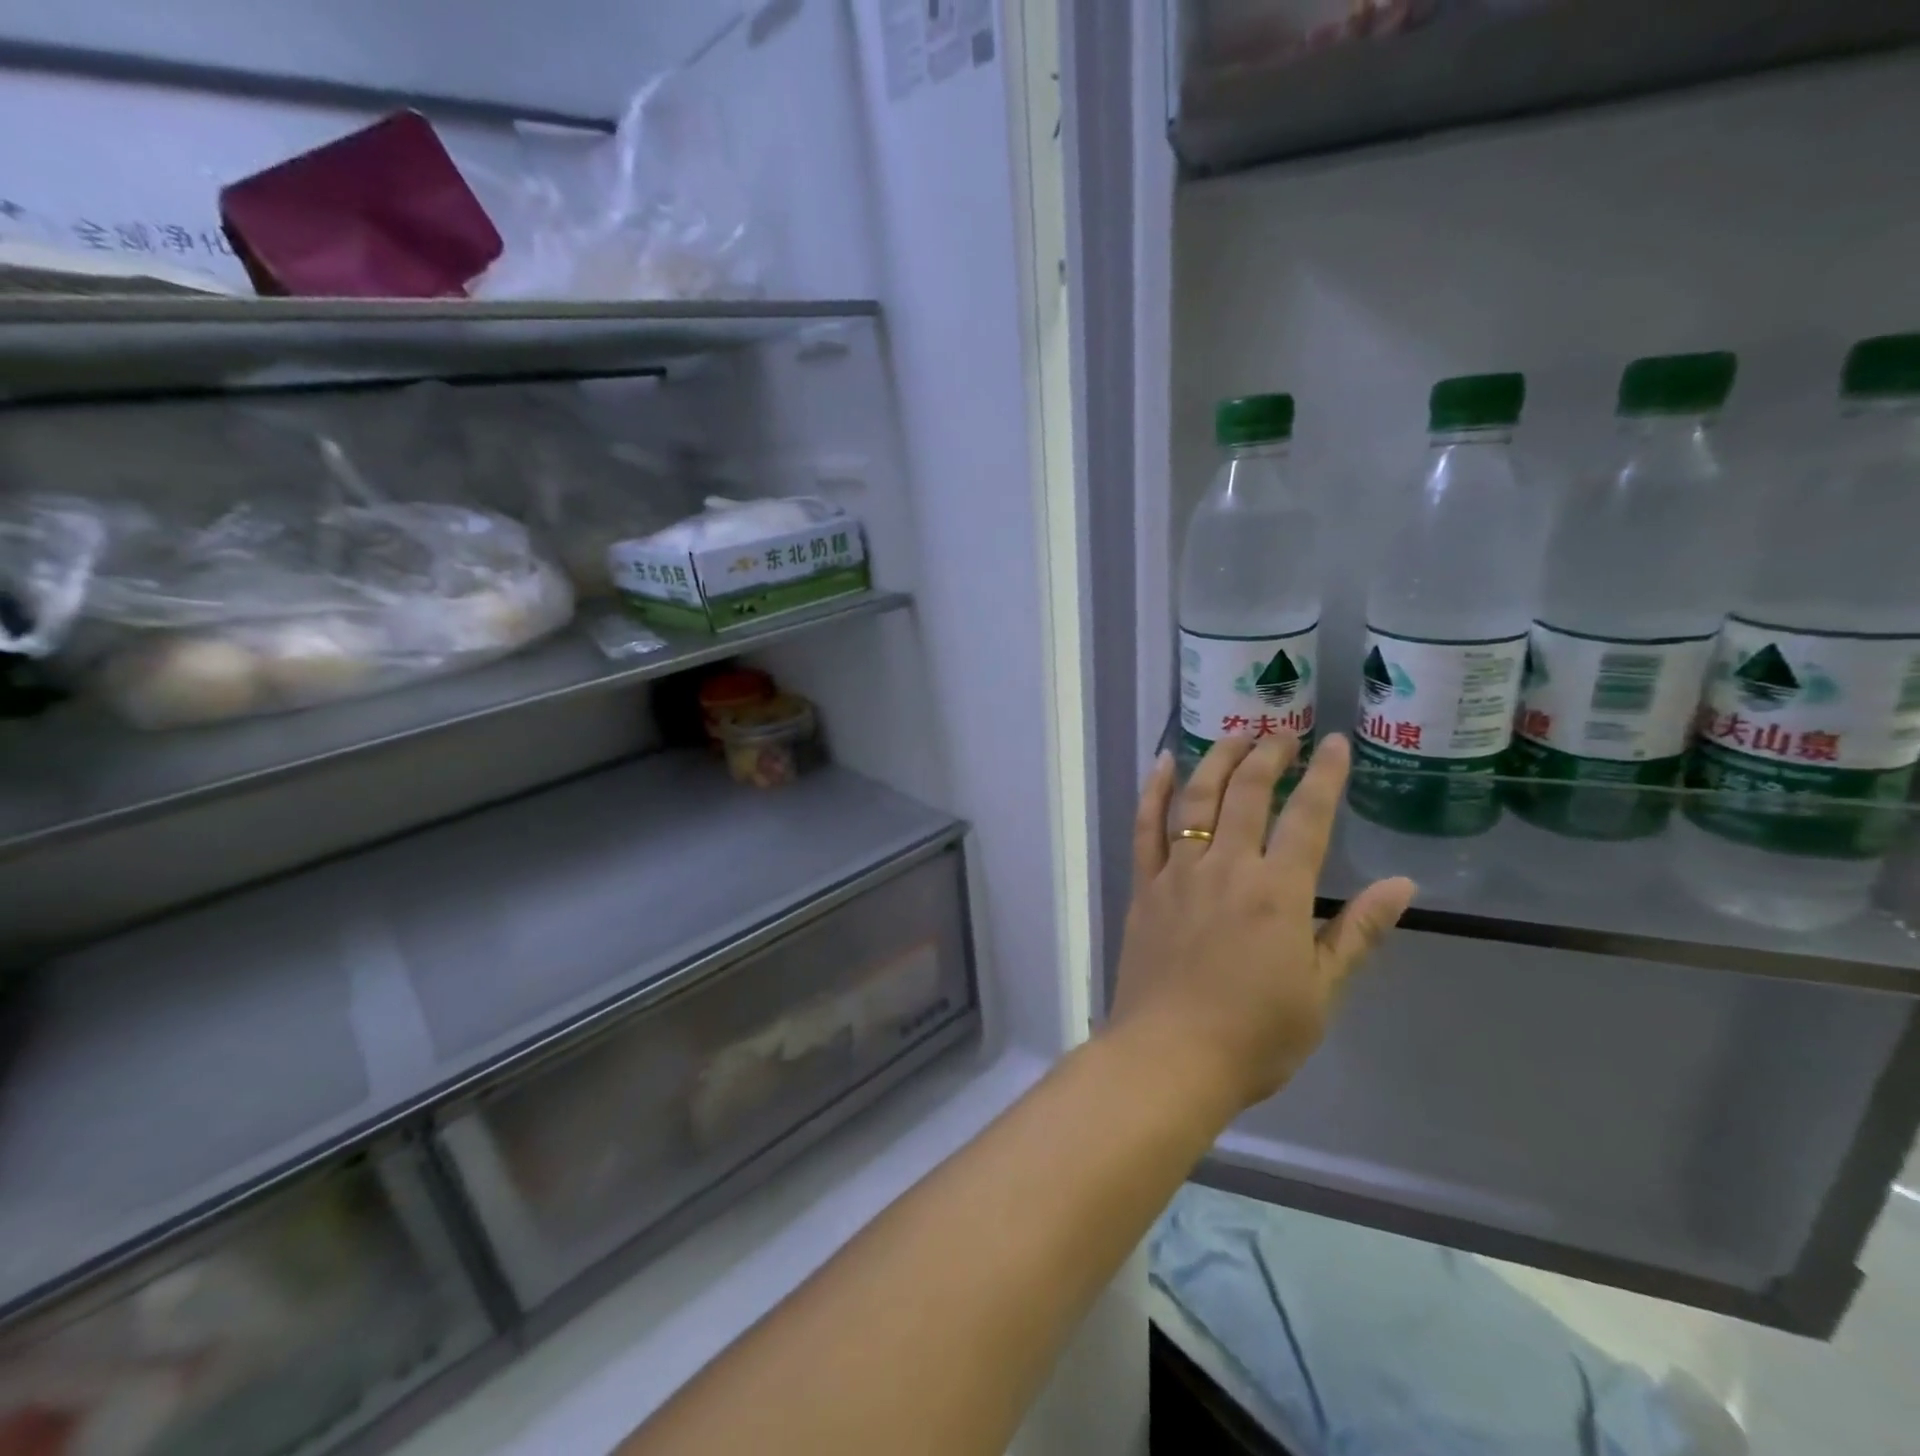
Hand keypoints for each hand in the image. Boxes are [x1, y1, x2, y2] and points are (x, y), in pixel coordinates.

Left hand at [1107, 733, 1415, 1114]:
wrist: (1171, 1055)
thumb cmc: (1255, 1034)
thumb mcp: (1322, 992)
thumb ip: (1357, 933)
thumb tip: (1402, 885)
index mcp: (1278, 891)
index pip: (1308, 817)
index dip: (1325, 776)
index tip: (1335, 744)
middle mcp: (1227, 867)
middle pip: (1248, 794)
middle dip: (1268, 756)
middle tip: (1282, 733)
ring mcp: (1178, 873)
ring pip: (1197, 800)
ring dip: (1216, 761)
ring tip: (1233, 734)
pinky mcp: (1144, 886)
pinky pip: (1146, 828)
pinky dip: (1153, 792)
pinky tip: (1162, 764)